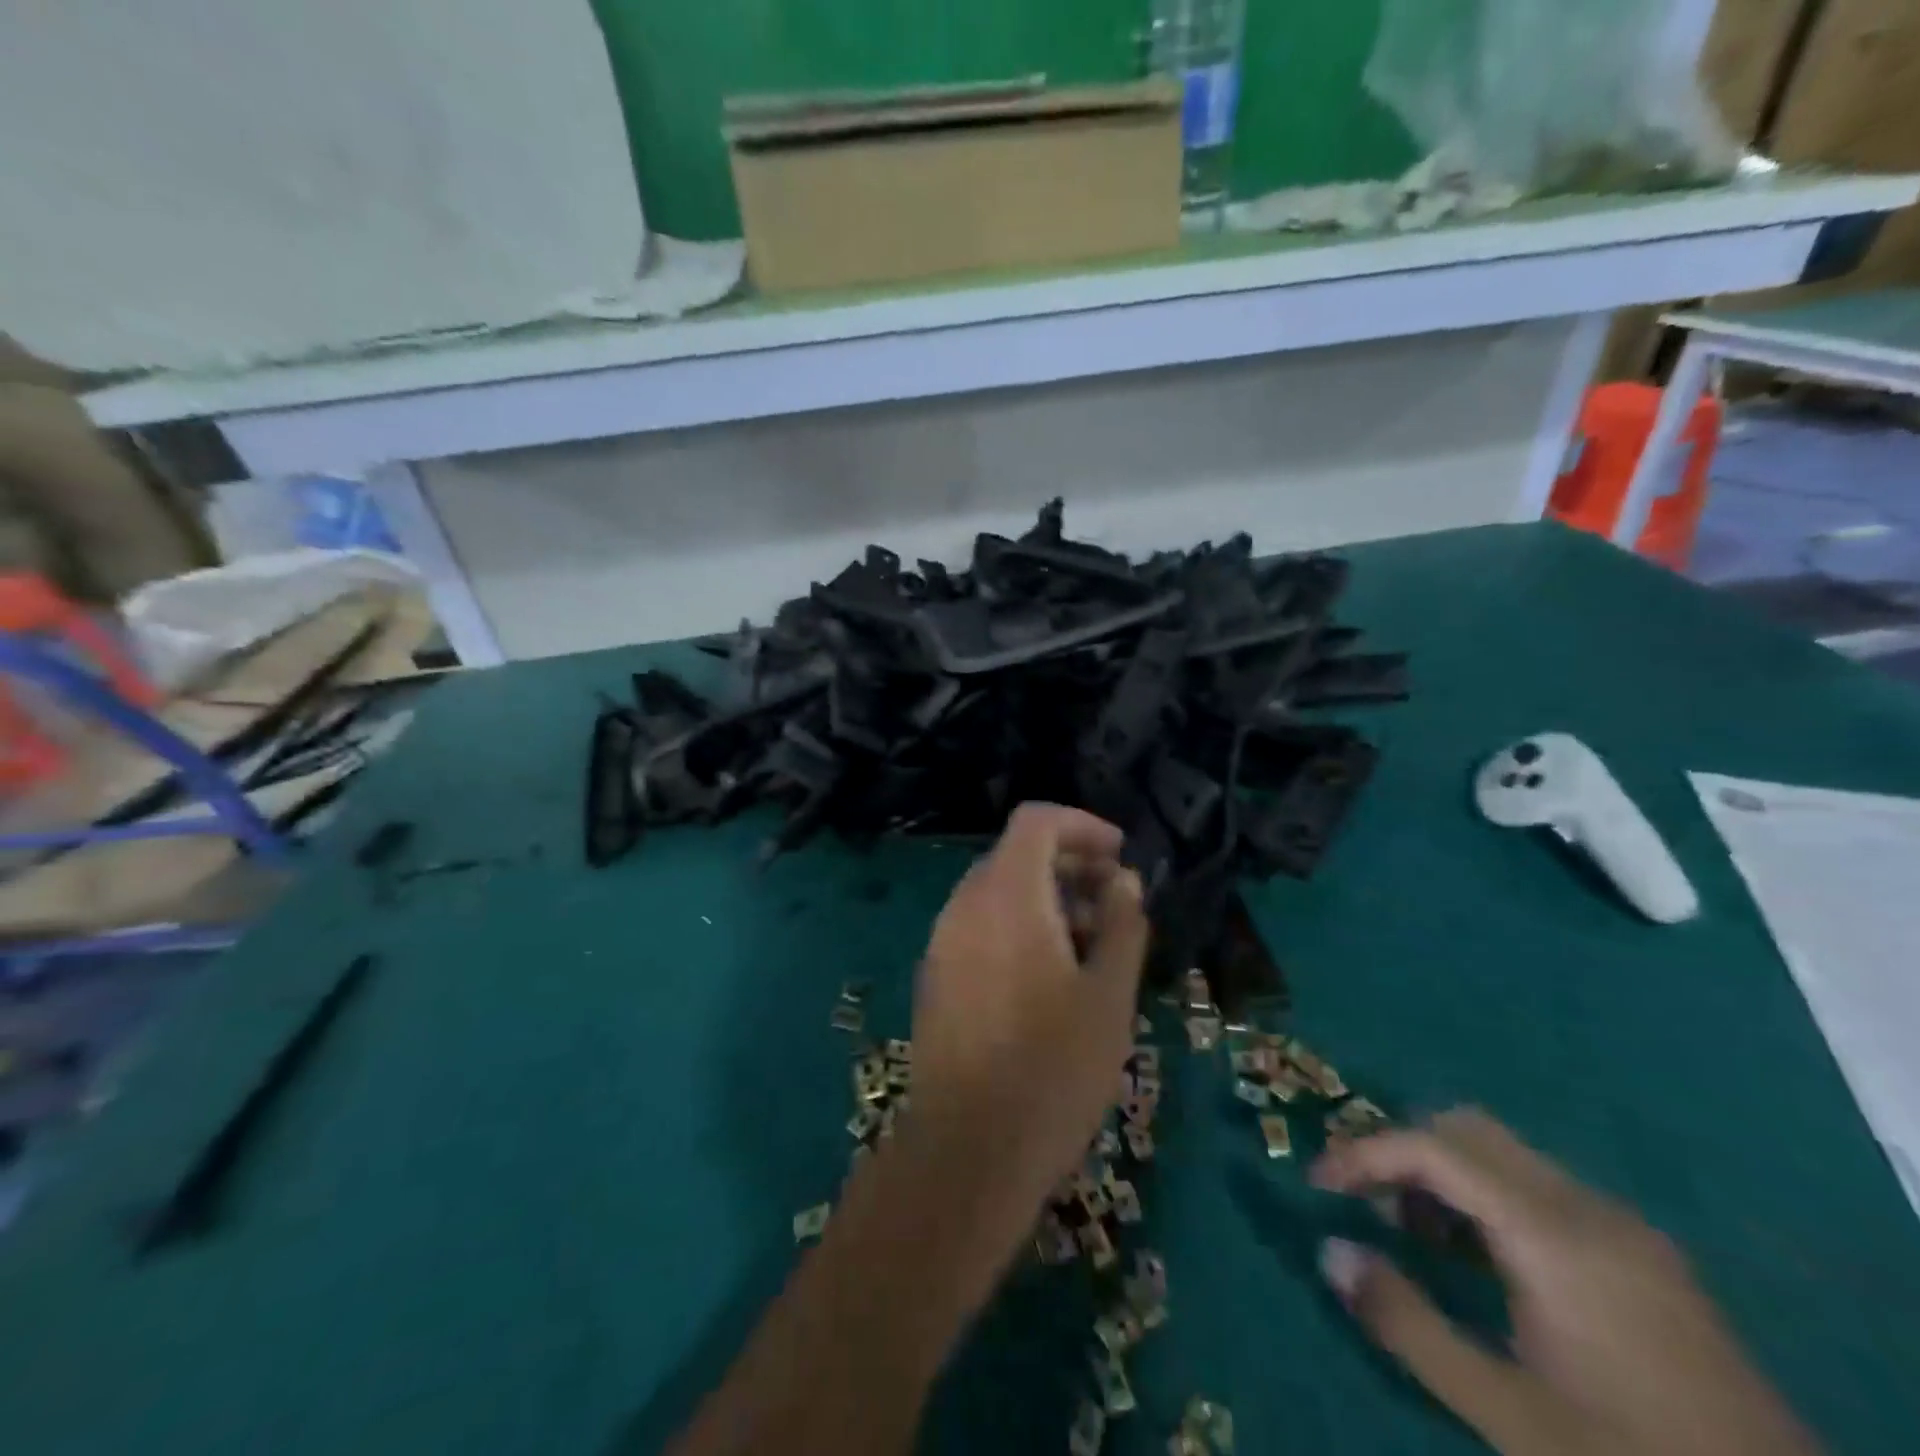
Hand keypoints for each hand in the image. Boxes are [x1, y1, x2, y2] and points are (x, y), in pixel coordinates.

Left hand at [901, 803, 1148, 1247]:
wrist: (967, 1150)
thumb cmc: (1052, 1068)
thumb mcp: (1110, 996)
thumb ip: (1122, 925)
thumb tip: (1124, 882)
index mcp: (1007, 895)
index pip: (1036, 821)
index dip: (1082, 825)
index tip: (1120, 856)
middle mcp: (965, 904)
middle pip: (1017, 854)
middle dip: (1071, 865)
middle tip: (1115, 902)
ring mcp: (943, 940)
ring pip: (998, 892)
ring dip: (1047, 898)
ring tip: (1093, 944)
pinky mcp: (936, 975)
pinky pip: (980, 925)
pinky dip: (1018, 925)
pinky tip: (1051, 975)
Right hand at [1311, 1111, 1819, 1455]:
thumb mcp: (1506, 1413)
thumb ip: (1408, 1323)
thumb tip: (1328, 1249)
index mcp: (1553, 1232)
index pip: (1434, 1146)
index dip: (1365, 1152)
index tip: (1320, 1182)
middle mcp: (1588, 1207)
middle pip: (1469, 1129)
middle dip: (1404, 1149)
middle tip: (1365, 1200)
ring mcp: (1627, 1229)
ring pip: (1507, 1155)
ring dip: (1446, 1172)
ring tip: (1416, 1232)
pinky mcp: (1648, 1258)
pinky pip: (1543, 1190)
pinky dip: (1490, 1198)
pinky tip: (1485, 1261)